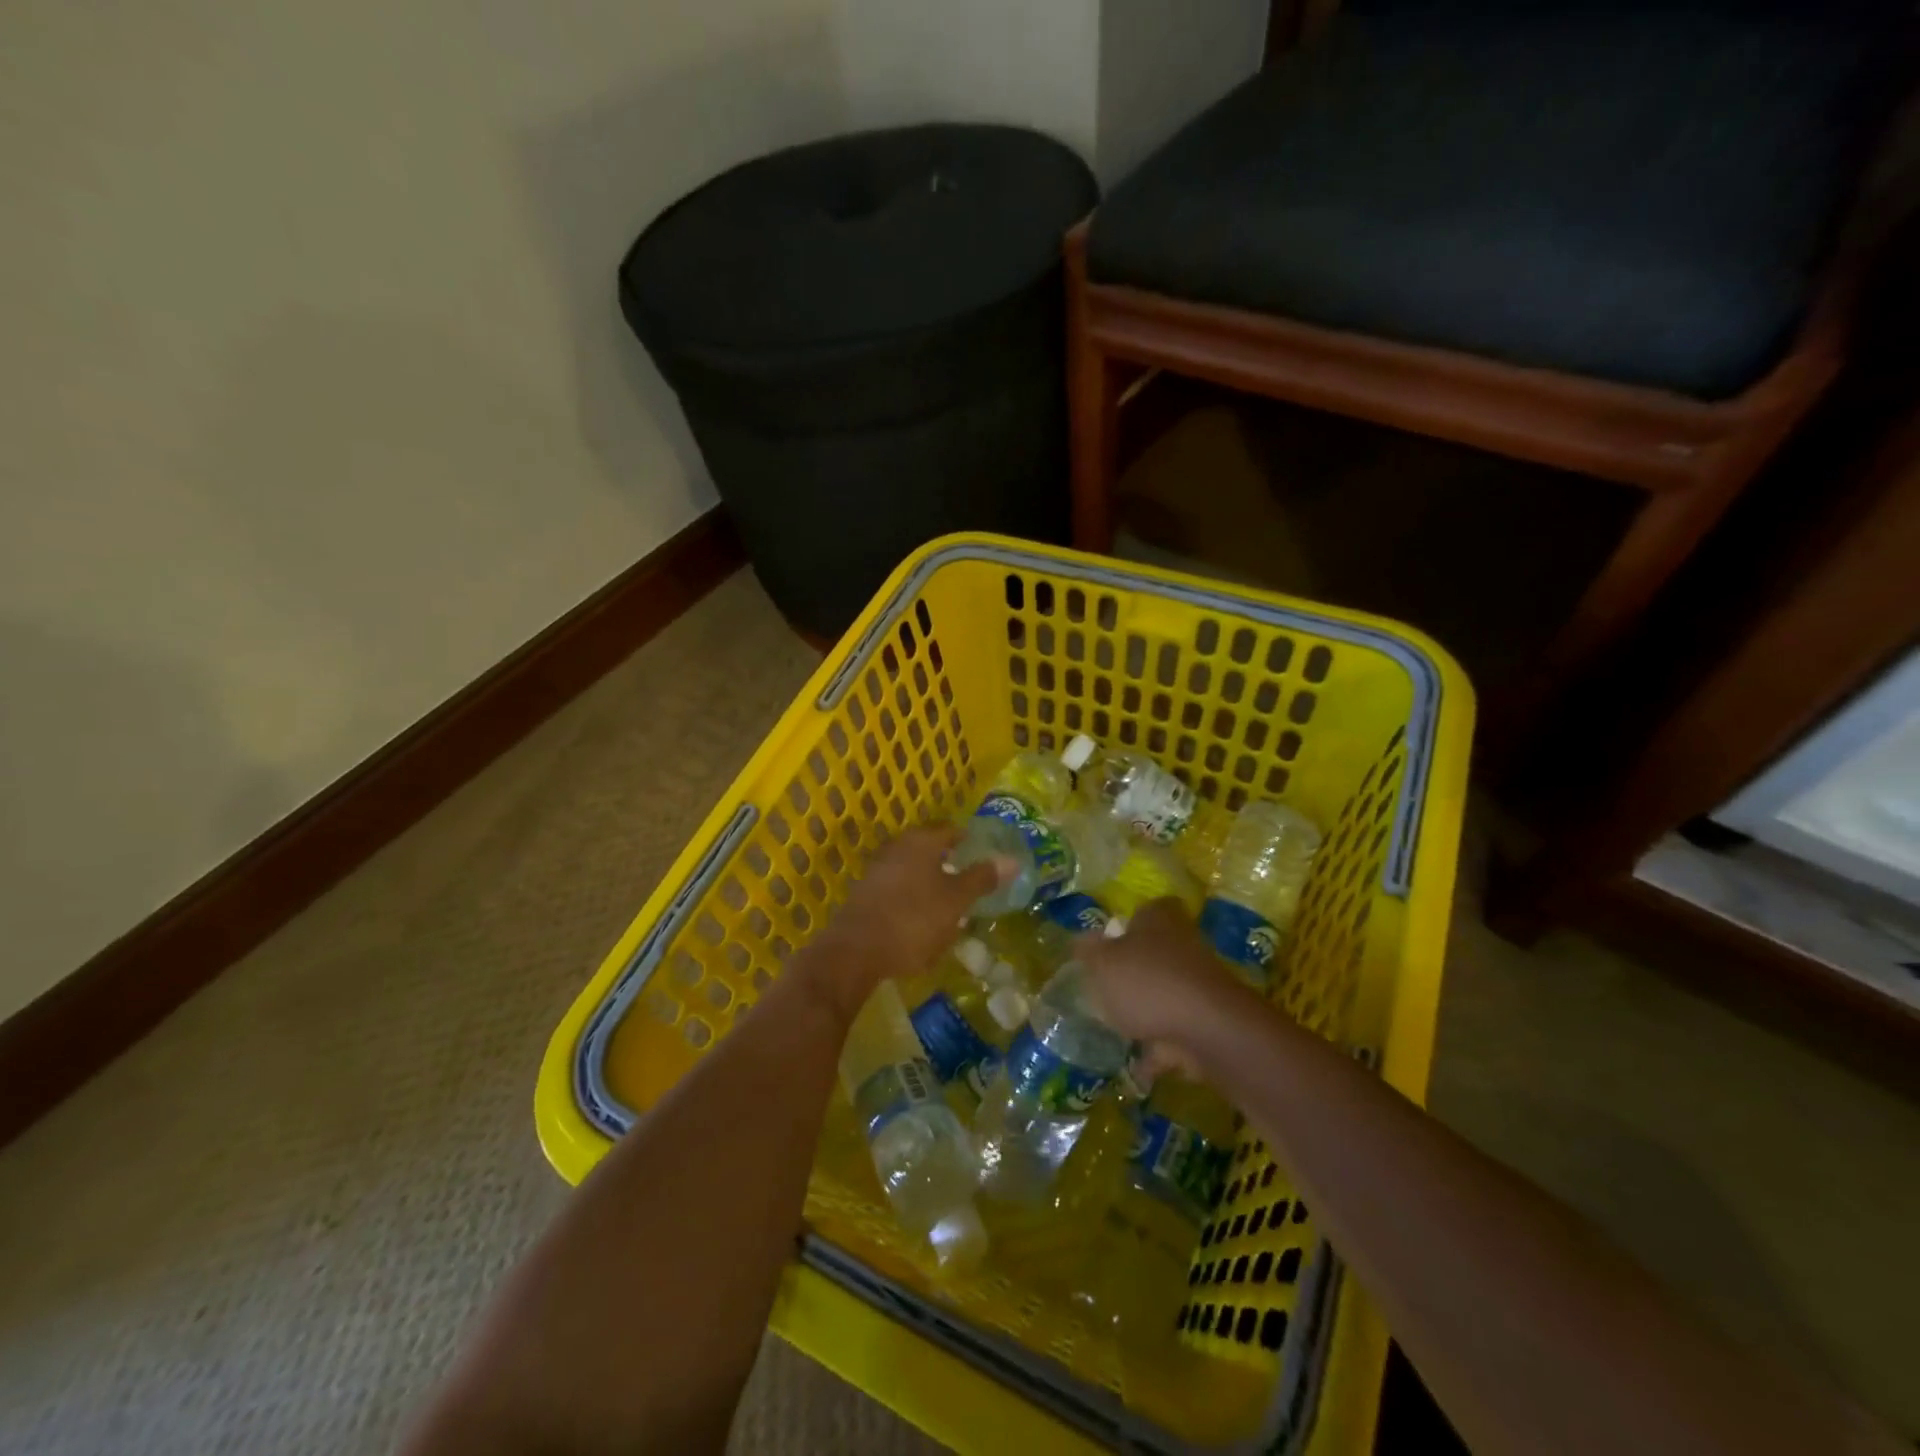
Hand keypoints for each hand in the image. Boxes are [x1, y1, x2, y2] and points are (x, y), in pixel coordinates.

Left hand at [795, 825, 1001, 1019]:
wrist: (855, 952)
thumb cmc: (913, 920)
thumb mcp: (956, 901)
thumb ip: (982, 879)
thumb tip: (1011, 859)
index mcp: (921, 841)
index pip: (952, 831)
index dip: (971, 842)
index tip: (987, 859)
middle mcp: (897, 847)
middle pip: (931, 850)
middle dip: (951, 865)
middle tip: (972, 884)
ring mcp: (877, 870)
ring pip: (914, 871)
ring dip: (931, 885)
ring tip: (951, 907)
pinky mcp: (865, 895)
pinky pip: (898, 891)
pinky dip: (913, 901)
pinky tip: (922, 922)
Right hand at [1076, 898, 1258, 1076]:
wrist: (1208, 1029)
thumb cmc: (1147, 982)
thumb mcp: (1102, 964)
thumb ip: (1088, 952)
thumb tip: (1081, 940)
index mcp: (1159, 917)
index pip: (1144, 911)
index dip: (1126, 926)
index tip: (1107, 947)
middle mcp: (1183, 942)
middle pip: (1155, 952)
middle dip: (1134, 972)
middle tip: (1106, 990)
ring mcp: (1200, 982)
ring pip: (1165, 991)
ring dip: (1147, 1011)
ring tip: (1119, 1032)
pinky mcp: (1209, 1018)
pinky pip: (1177, 1030)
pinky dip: (1160, 1048)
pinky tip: (1138, 1068)